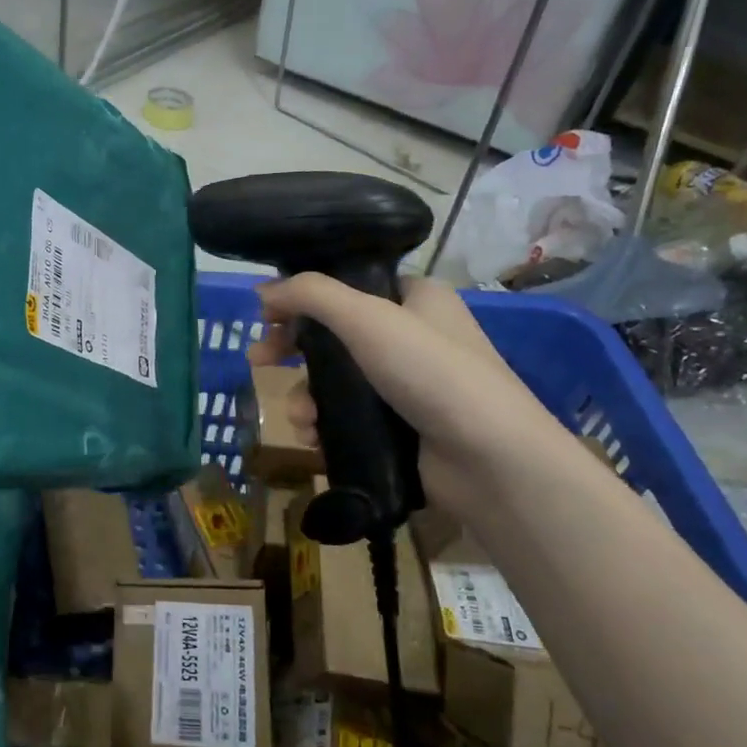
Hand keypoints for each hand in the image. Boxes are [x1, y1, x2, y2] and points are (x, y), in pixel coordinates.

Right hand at [246, 274, 559, 519]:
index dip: (304, 298)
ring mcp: (406, 386)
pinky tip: (314, 438)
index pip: (348, 286)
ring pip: (334, 381)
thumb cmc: (432, 372)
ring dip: (305, 396)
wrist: (489, 460)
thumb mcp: (367, 318)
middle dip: (292, 351)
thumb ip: (311, 295)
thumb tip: (262, 291)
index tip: (267, 316)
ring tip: (301, 417)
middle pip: (333, 335)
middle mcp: (411, 337)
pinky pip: (345, 418)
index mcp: (415, 299)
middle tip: (257, 361)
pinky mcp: (398, 428)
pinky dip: (324, 424)